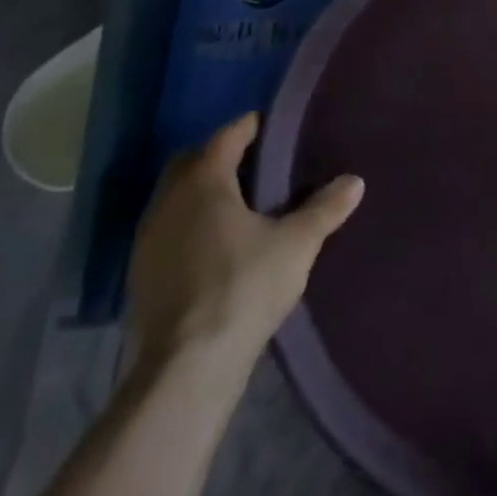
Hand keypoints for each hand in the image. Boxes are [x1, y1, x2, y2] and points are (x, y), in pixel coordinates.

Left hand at [126, 112, 362, 385]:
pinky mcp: (141, 276)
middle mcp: (168, 201)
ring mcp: (147, 240)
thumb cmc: (243, 286)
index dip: (252, 127)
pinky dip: (190, 227)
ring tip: (241, 207)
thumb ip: (325, 208)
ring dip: (202, 195)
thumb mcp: (297, 244)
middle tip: (258, 166)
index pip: (227, 136)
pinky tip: (218, 247)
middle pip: (192, 163)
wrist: (186, 368)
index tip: (276, 128)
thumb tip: (355, 181)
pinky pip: (169, 232)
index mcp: (203, 181)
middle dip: (221, 158)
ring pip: (176, 199)